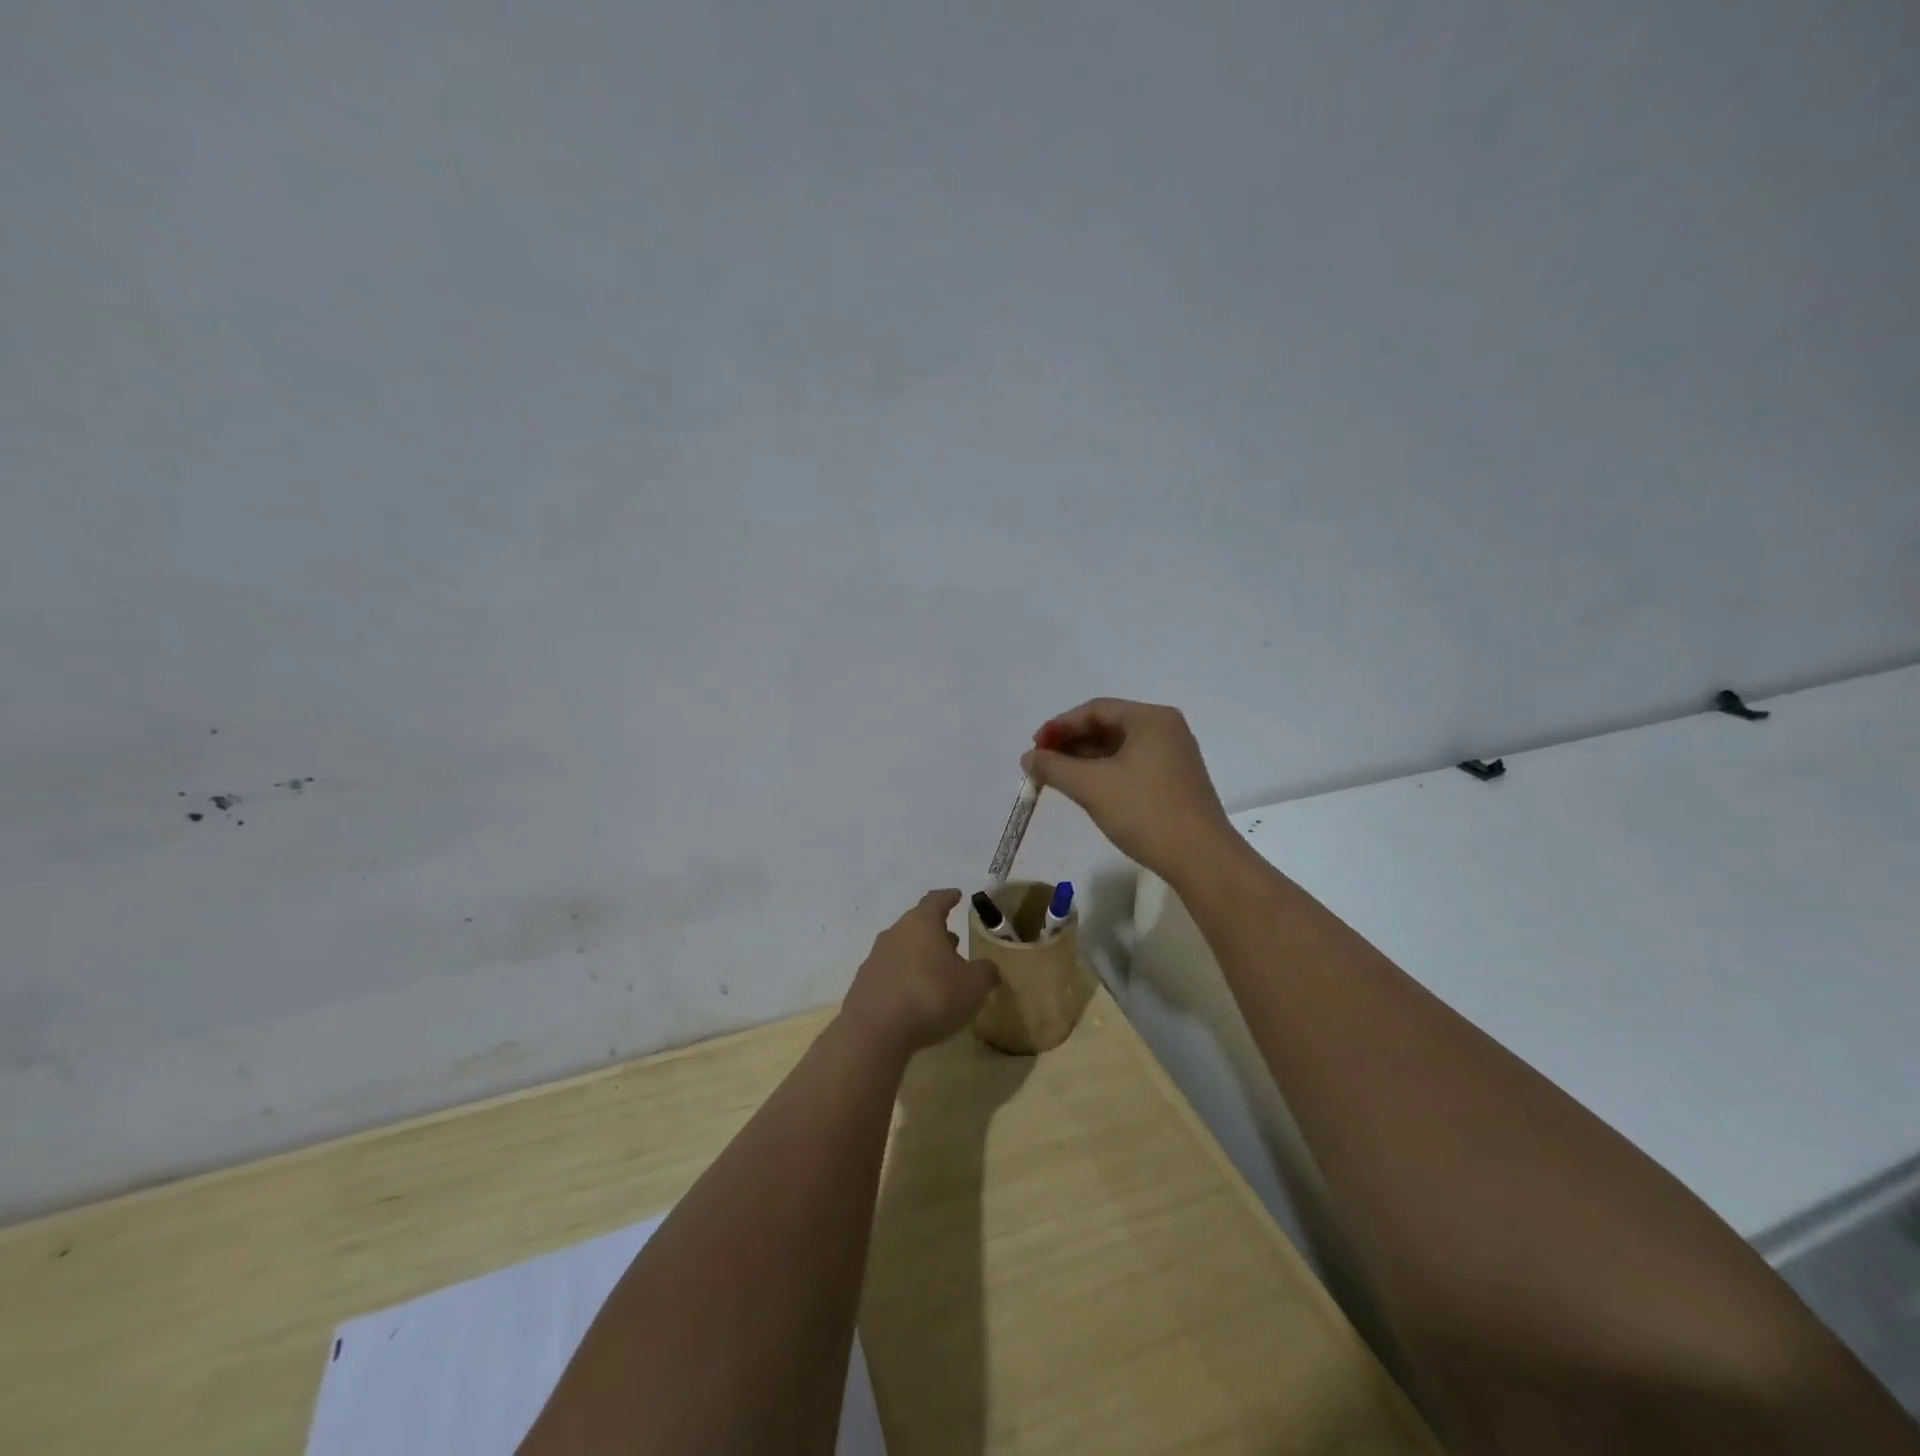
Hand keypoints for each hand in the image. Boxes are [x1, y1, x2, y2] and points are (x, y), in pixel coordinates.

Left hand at [840, 891, 998, 1055]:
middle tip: (954, 941)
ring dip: (921, 955)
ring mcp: (876, 958)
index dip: (949, 897)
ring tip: (938, 971)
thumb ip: (986, 972)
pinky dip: (905, 977)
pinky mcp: (864, 984)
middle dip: (937, 932)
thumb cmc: (931, 996)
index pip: (937, 900)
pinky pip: (891, 972)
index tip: (957, 895)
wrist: (874, 1032)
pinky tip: (916, 996)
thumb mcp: (973, 985)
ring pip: (903, 948)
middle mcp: (895, 933)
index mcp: (922, 923)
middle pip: (918, 924)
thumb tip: (988, 968)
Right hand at [1021, 698, 1236, 880]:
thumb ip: (1054, 767)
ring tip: (1058, 778)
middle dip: (1071, 743)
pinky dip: (1105, 772)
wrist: (1200, 858)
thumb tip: (1028, 757)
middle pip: (1108, 725)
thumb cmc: (1145, 812)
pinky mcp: (1175, 780)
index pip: (1095, 710)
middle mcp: (1165, 729)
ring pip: (1119, 747)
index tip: (1035, 747)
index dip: (1060, 726)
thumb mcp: (1092, 786)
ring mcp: (1173, 755)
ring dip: (1085, 759)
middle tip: (1043, 763)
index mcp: (1151, 719)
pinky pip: (1132, 764)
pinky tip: (1087, 789)